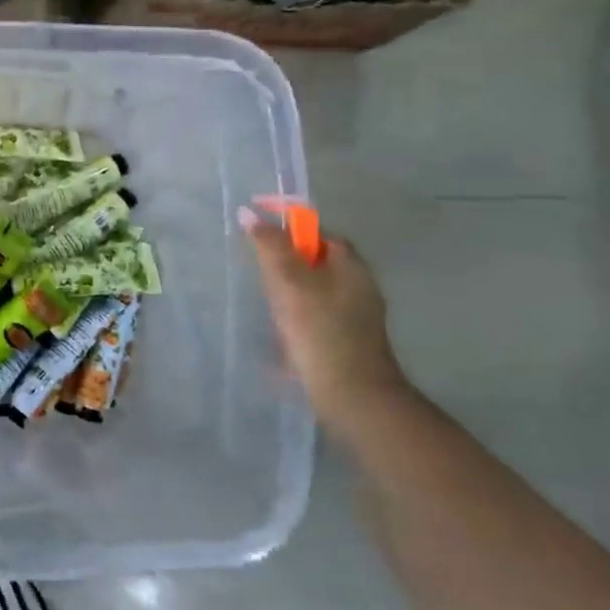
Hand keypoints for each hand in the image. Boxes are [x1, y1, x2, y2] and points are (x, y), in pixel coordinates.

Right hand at [238, 199, 404, 424]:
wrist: (352, 397)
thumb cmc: (320, 332)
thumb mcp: (289, 282)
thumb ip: (269, 246)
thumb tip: (249, 213)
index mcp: (352, 266)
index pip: (319, 233)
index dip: (289, 228)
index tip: (259, 234)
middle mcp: (360, 286)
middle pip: (317, 261)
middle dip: (286, 262)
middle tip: (259, 272)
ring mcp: (357, 317)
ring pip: (315, 289)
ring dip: (290, 291)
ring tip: (266, 304)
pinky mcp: (349, 342)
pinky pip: (317, 315)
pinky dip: (297, 316)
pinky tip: (282, 332)